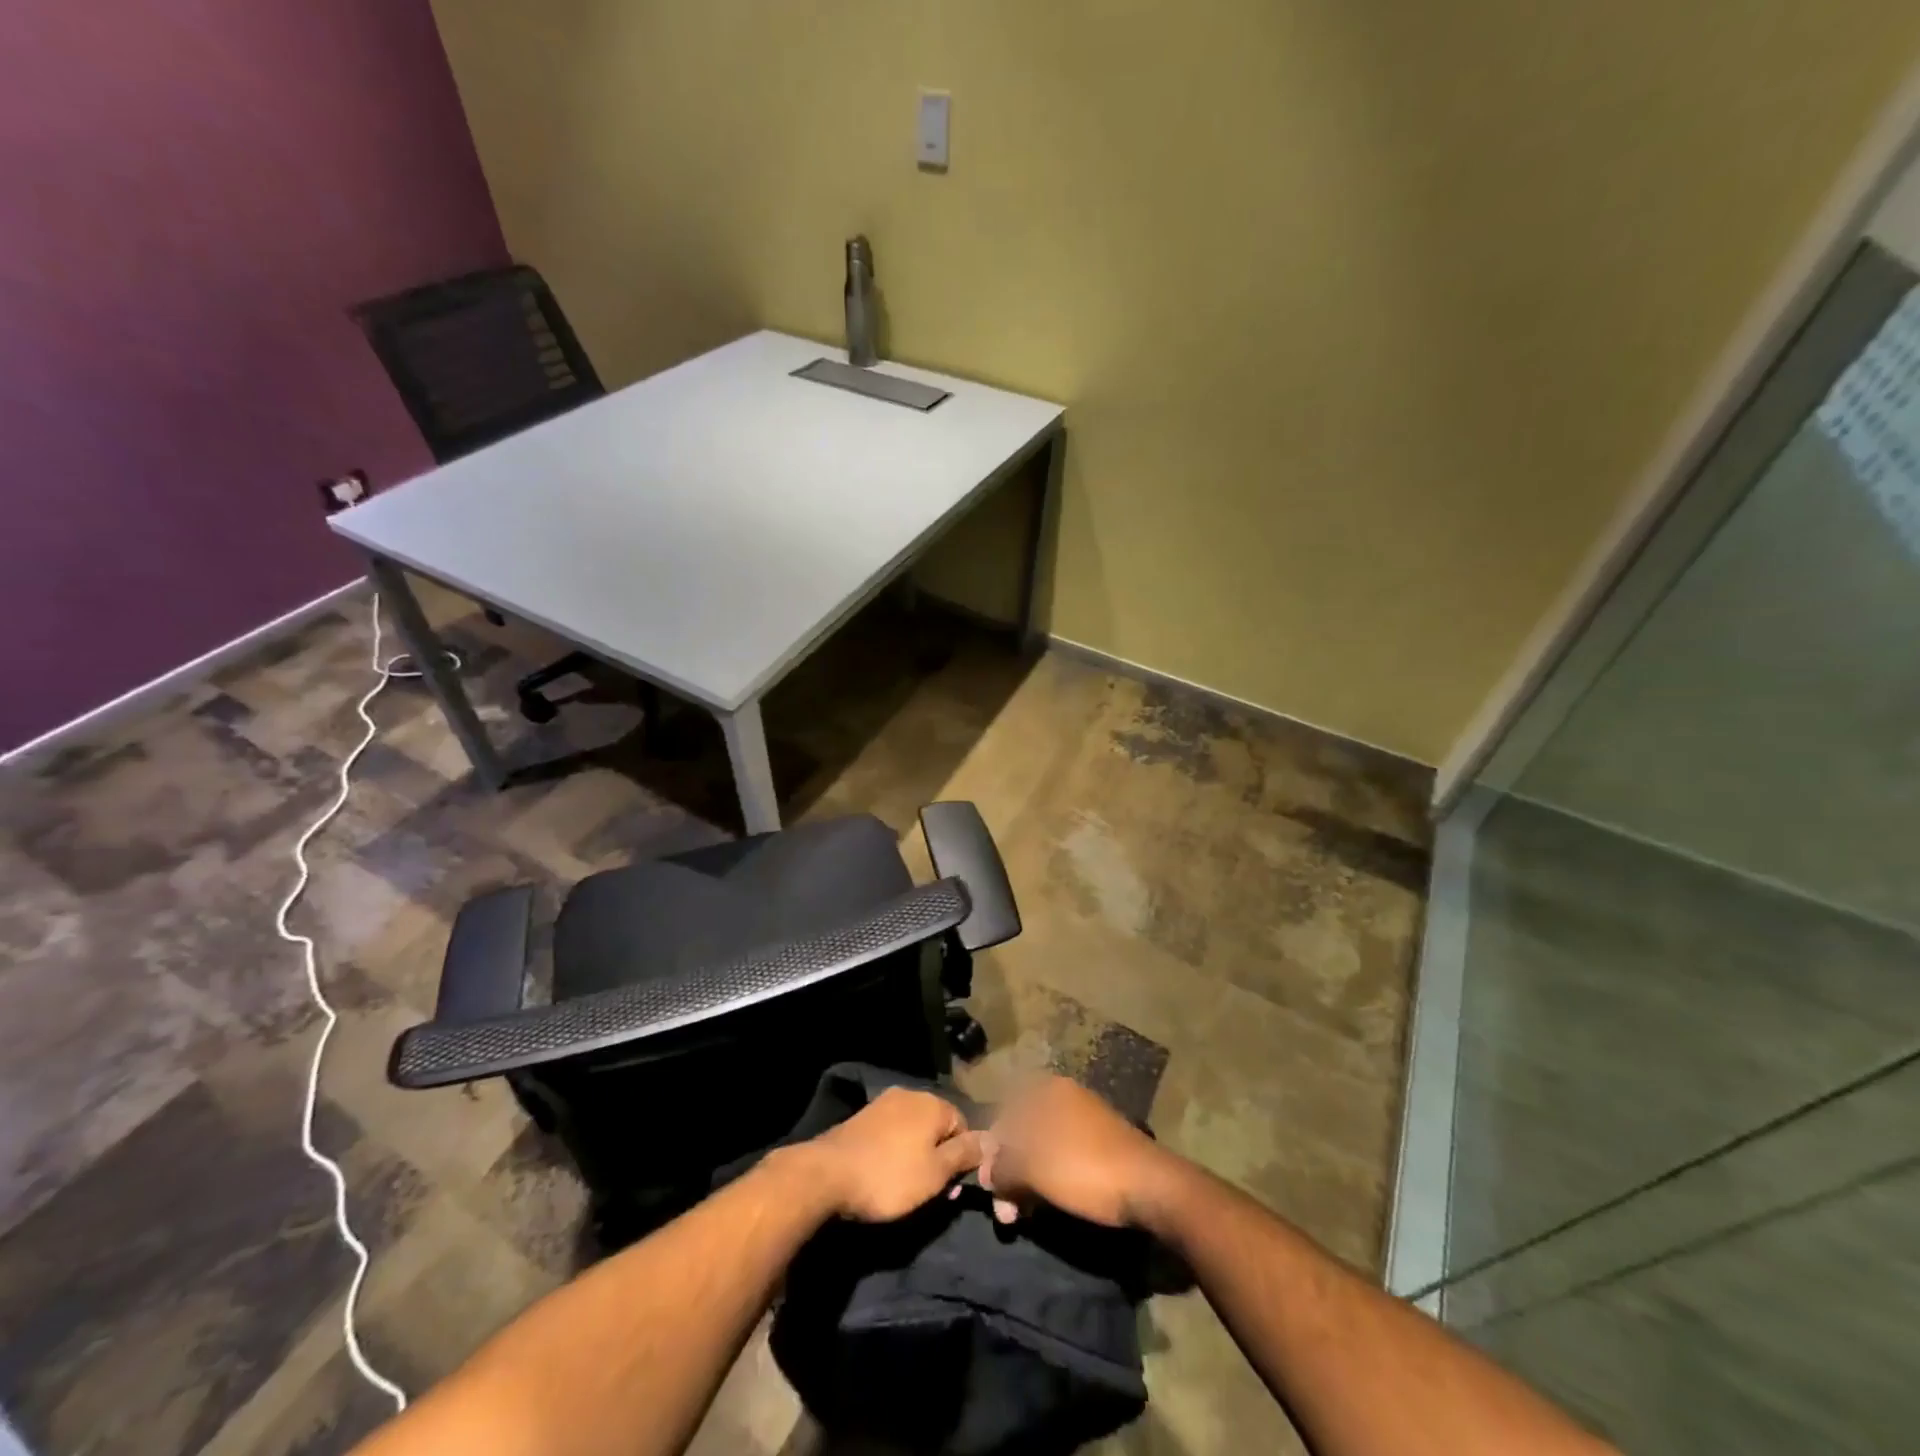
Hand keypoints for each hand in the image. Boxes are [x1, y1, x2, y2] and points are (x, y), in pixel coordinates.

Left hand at [793, 1087, 984, 1222]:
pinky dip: (895, 1152)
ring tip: (907, 1187)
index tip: (952, 1189)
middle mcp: (910, 1094)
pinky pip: (892, 1133)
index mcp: (933, 1103)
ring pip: (914, 1130)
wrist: (828, 1174)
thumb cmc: (890, 1176)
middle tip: (931, 1193)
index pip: (964, 1126)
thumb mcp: (936, 1173)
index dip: (963, 1158)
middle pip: (938, 1126)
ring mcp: (883, 1103)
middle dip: (940, 1157)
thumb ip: (966, 1154)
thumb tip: (992, 1138)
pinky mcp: (862, 1117)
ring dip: (917, 1155)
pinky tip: (885, 1173)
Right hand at [978, 1076, 1178, 1228]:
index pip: (1004, 1115)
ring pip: (1042, 1150)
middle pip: (1023, 1134)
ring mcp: (1085, 1121)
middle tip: (1004, 1213)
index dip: (991, 1152)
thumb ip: (1002, 1168)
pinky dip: (1049, 1180)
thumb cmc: (1083, 1167)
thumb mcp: (1032, 1168)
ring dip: (1026, 1182)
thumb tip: (989, 1174)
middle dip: (1009, 1173)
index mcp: (1048, 1091)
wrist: (1151, 1186)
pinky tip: (1044, 1206)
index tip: (988, 1187)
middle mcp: (1065, 1098)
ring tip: (1020, 1218)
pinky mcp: (1101, 1146)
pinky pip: (1063, 1157)